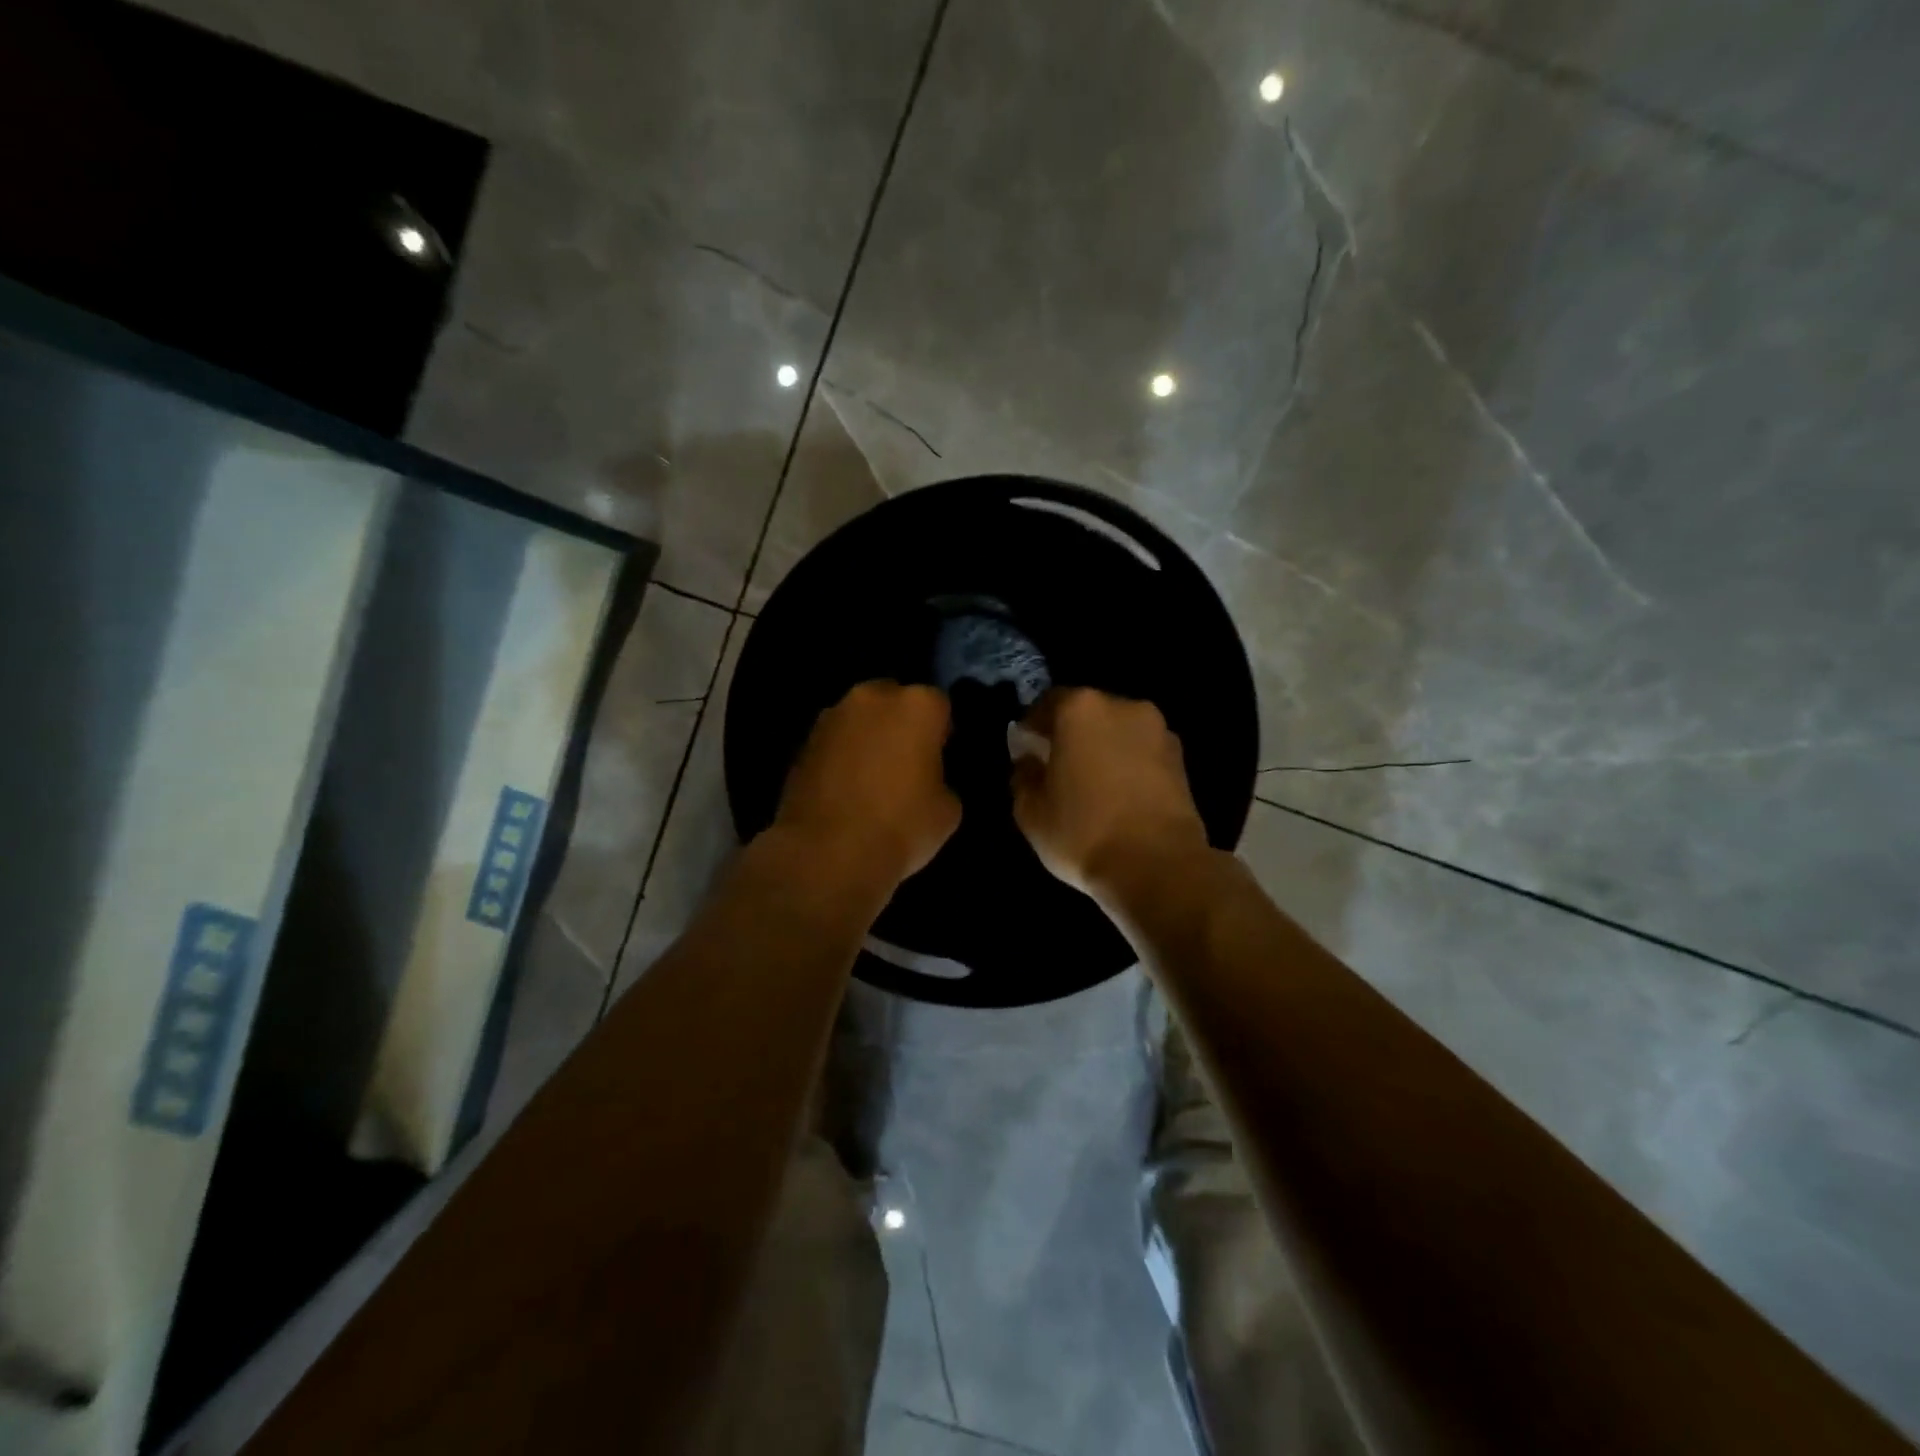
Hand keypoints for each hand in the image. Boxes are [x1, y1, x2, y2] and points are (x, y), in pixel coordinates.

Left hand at [774, 681, 961, 889]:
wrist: (826, 854)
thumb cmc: (901, 827)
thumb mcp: (948, 810)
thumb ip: (941, 779)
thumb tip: (926, 780)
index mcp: (917, 705)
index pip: (939, 705)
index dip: (941, 732)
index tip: (939, 759)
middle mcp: (872, 697)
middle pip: (894, 700)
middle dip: (900, 724)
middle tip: (905, 763)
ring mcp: (832, 716)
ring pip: (860, 718)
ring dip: (868, 737)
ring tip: (871, 777)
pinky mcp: (802, 741)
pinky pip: (834, 741)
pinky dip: (841, 755)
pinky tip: (845, 788)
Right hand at [1010, 688, 1210, 903]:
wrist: (1158, 866)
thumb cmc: (1083, 833)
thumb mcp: (1030, 812)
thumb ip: (1023, 776)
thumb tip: (1029, 762)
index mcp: (1079, 709)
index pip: (1046, 704)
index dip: (1032, 728)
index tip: (1026, 752)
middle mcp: (1122, 706)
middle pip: (1086, 712)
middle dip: (1070, 735)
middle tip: (1058, 767)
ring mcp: (1158, 730)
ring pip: (1117, 731)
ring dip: (1103, 748)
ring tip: (1093, 784)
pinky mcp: (1181, 758)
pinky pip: (1142, 751)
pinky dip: (1129, 764)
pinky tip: (1120, 795)